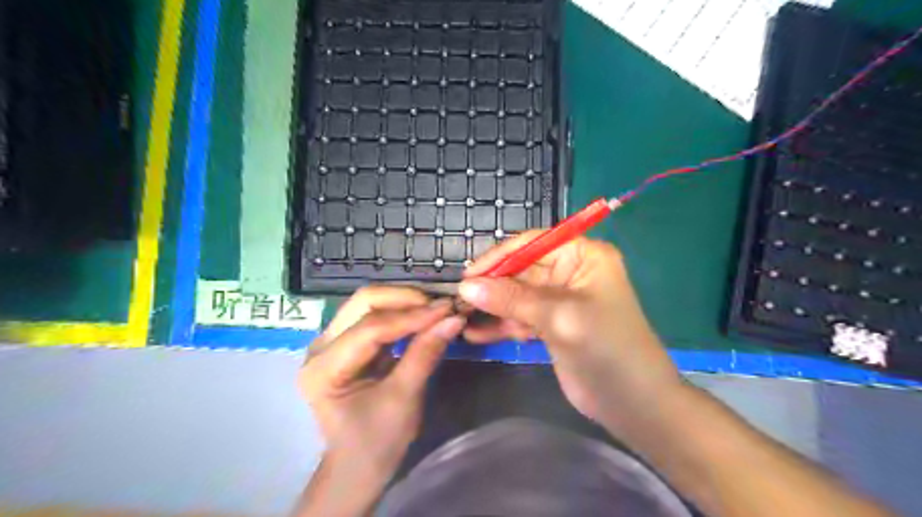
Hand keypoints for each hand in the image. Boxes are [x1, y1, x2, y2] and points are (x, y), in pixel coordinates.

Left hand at [300, 289, 464, 486]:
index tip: (447, 309)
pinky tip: (424, 316)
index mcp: (324, 369)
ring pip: (369, 303)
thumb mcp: (404, 399)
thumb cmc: (377, 442)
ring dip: (405, 301)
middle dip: (405, 299)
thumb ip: (425, 354)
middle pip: (363, 303)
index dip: (411, 316)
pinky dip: (402, 312)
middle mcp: (320, 347)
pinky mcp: (347, 341)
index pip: (370, 328)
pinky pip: (375, 315)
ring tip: (437, 308)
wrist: (359, 466)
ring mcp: (332, 341)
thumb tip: (454, 318)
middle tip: (441, 306)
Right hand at [460, 231, 682, 426]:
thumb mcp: (558, 317)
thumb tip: (465, 287)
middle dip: (491, 285)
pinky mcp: (551, 325)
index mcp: (582, 256)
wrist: (634, 403)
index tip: (468, 275)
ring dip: (491, 307)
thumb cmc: (605, 348)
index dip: (499, 257)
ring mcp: (559, 300)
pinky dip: (500, 325)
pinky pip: (519, 317)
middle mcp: (569, 272)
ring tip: (460, 317)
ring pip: (516, 295)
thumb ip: (511, 299)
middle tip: (458, 300)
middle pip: (521, 270)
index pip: (532, 244)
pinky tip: (475, 334)